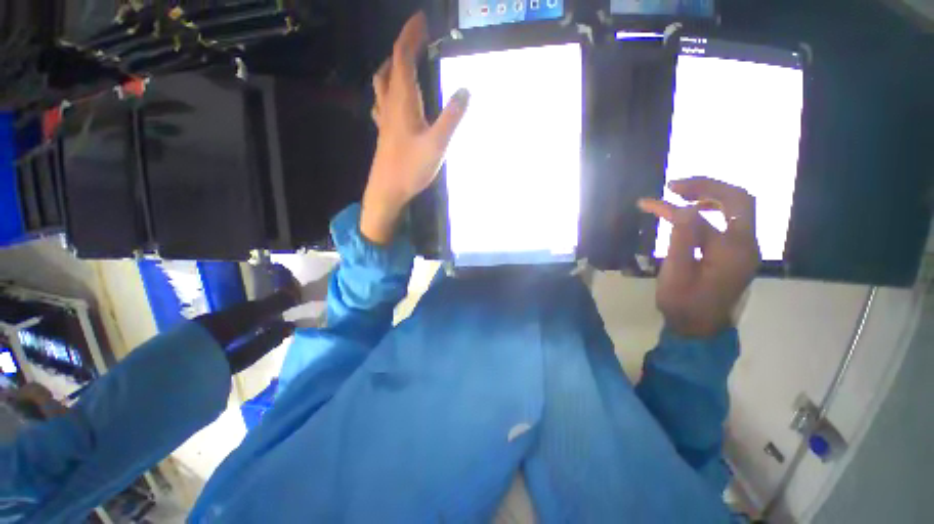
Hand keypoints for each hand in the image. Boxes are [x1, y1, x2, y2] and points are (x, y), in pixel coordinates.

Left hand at [361, 12, 470, 243]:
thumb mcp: (438, 144)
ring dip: (392, 65)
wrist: (387, 190)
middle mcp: (390, 104)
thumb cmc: (411, 168)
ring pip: (382, 82)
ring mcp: (384, 118)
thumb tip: (466, 90)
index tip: (422, 20)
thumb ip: (452, 117)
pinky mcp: (384, 131)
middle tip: (418, 39)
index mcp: (403, 101)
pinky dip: (388, 89)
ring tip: (405, 62)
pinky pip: (382, 101)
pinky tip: (394, 98)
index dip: (411, 35)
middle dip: (403, 46)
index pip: (403, 57)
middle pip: (391, 65)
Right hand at [639, 177, 760, 338]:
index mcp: (731, 251)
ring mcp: (746, 247)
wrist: (700, 328)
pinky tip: (697, 210)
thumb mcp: (676, 274)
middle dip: (707, 186)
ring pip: (739, 206)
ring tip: (683, 193)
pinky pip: (734, 219)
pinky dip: (715, 207)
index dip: (672, 207)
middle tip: (675, 186)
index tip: (646, 203)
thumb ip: (682, 240)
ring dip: (712, 194)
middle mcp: (747, 244)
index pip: (701, 217)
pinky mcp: (739, 252)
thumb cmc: (683, 303)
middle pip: (738, 199)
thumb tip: (683, 209)